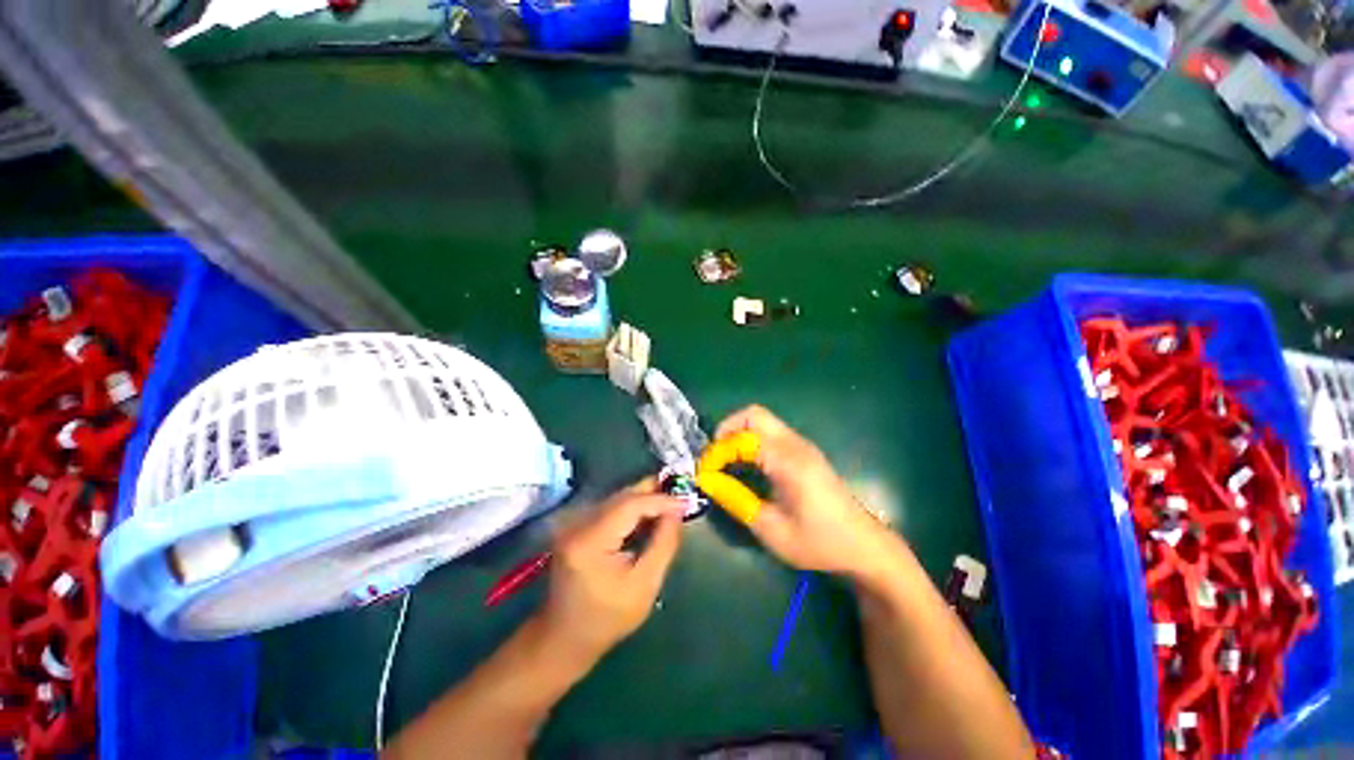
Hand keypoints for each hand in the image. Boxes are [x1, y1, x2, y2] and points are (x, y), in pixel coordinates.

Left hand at [537, 481, 686, 664]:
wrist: (566, 636)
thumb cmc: (608, 618)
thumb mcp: (645, 585)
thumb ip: (663, 544)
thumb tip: (676, 512)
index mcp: (590, 541)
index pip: (629, 505)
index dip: (659, 500)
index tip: (684, 502)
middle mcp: (577, 524)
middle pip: (621, 497)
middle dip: (652, 493)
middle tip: (680, 495)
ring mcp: (573, 523)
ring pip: (616, 499)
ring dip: (643, 499)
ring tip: (668, 505)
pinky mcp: (576, 526)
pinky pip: (609, 507)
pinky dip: (631, 508)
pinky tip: (647, 515)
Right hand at [714, 405, 898, 581]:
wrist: (864, 546)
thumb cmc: (819, 542)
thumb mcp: (772, 530)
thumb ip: (736, 500)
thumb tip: (707, 481)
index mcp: (788, 461)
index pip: (741, 439)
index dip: (717, 453)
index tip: (703, 473)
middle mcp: (795, 444)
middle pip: (753, 415)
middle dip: (727, 430)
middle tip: (714, 458)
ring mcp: (801, 445)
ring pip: (762, 421)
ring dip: (738, 434)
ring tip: (725, 462)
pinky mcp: (804, 451)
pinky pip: (770, 433)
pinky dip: (751, 440)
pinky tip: (746, 465)